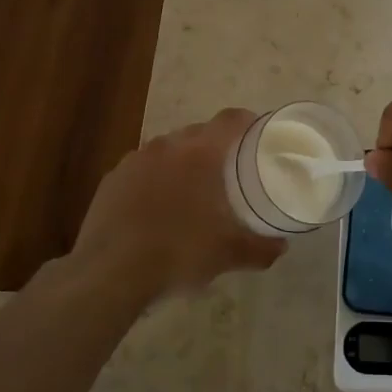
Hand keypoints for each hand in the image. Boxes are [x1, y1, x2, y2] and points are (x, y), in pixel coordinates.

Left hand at [71, 108, 285, 303]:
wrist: (109, 272)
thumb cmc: (178, 252)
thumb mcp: (228, 254)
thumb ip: (260, 247)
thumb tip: (281, 246)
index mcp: (200, 153)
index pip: (231, 120)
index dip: (248, 121)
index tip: (258, 134)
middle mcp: (167, 146)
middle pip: (198, 132)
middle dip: (215, 145)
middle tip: (229, 169)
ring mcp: (134, 160)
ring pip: (167, 150)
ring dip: (182, 163)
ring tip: (192, 190)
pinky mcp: (111, 180)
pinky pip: (142, 170)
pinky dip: (154, 180)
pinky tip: (156, 208)